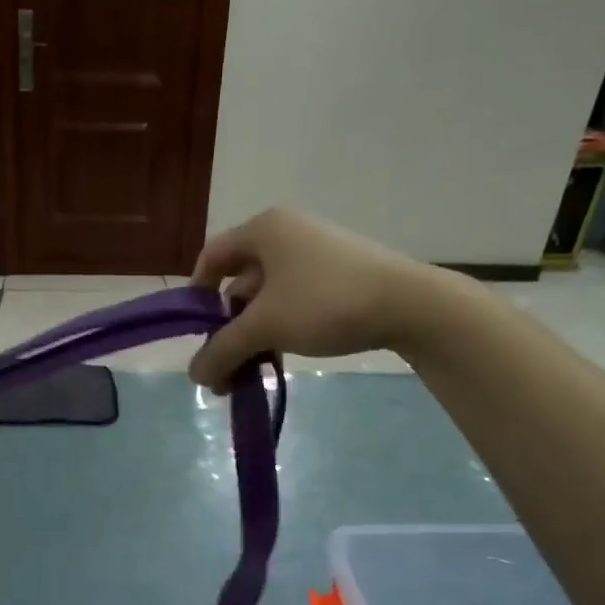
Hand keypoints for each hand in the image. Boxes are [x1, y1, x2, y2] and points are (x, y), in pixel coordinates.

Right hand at [187, 208, 466, 389]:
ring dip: (251, 332)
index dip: (196, 296)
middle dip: (226, 326)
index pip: (211, 257)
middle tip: (223, 363)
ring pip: (266, 295)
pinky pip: (292, 299)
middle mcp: (286, 233)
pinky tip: (280, 355)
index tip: (197, 334)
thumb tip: (194, 375)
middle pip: (238, 280)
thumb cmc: (324, 303)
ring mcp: (314, 253)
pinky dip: (279, 326)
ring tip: (249, 368)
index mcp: (263, 230)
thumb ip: (222, 350)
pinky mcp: (337, 274)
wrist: (409, 305)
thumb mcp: (264, 327)